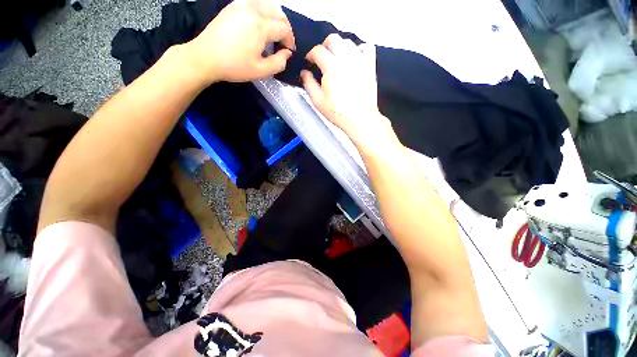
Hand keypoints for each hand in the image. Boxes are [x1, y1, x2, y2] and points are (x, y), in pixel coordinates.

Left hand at [186, 0, 295, 82]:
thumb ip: (279, 63)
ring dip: (275, 18)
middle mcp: (253, 10)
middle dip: (285, 28)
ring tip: (275, 32)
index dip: (290, 41)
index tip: (289, 51)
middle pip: (278, 13)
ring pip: (267, 5)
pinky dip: (263, 11)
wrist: (205, 57)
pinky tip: (261, 23)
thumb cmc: (235, 66)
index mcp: (261, 26)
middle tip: (284, 42)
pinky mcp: (233, 6)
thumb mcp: (261, 71)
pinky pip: (254, 3)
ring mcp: (241, 5)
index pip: (284, 29)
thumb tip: (287, 53)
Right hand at [301, 34, 389, 145]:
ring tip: (337, 60)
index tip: (309, 62)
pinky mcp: (370, 66)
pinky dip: (359, 49)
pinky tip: (354, 59)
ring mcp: (360, 60)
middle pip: (333, 39)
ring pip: (349, 42)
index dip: (311, 54)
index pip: (318, 50)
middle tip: (322, 59)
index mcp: (331, 66)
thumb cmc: (337, 112)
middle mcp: (346, 58)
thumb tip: (304, 72)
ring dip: (340, 47)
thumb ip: (309, 83)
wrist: (360, 119)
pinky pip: (366, 48)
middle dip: (325, 46)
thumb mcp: (317, 100)